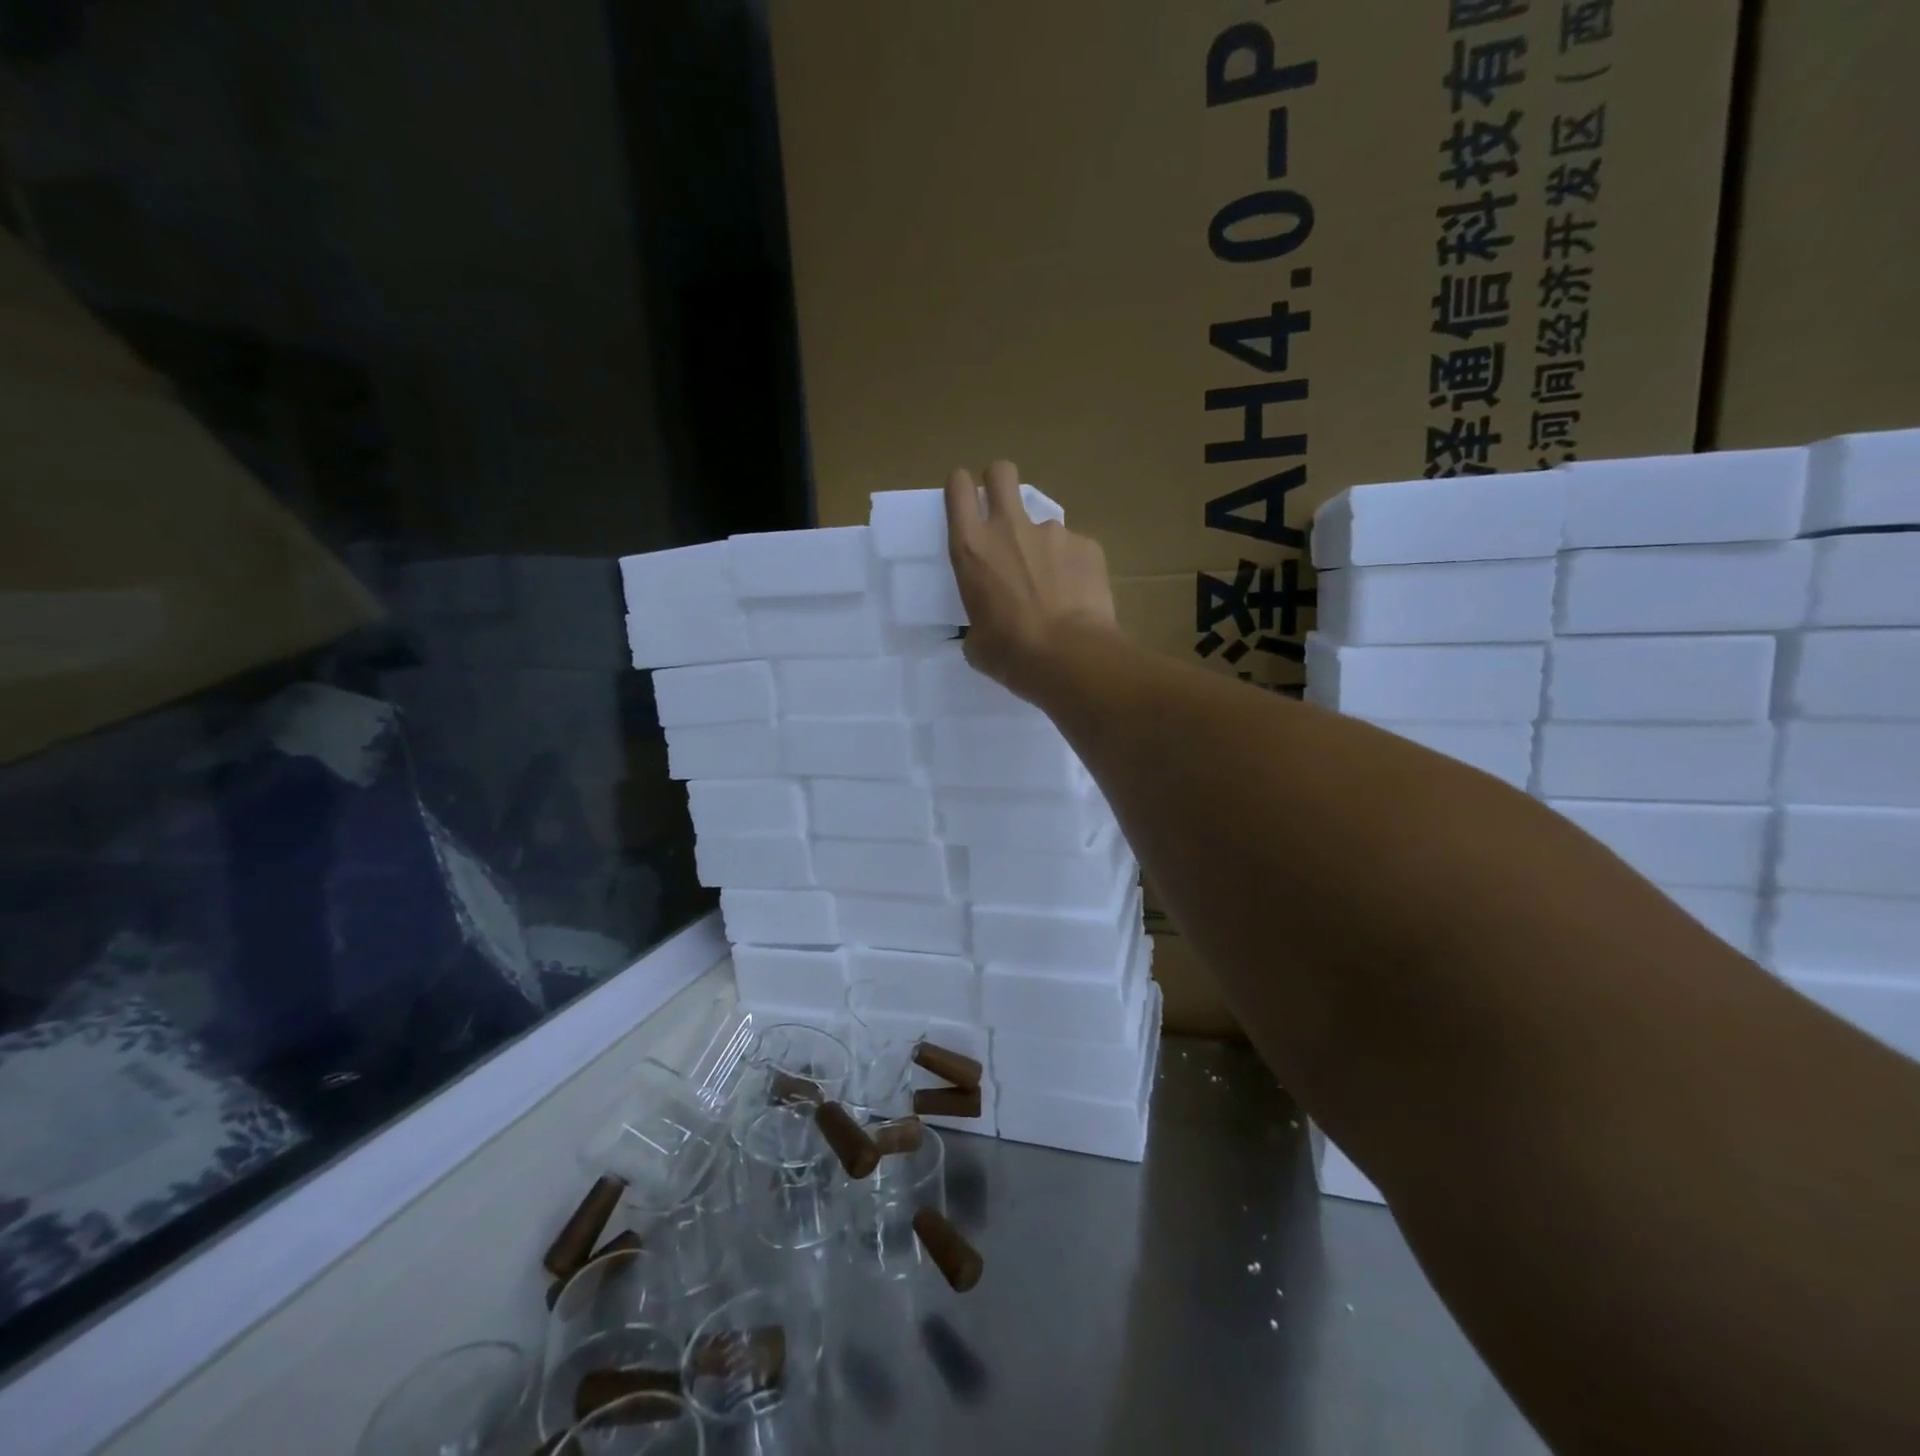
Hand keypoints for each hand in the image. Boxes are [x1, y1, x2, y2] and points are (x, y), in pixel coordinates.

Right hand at [944, 461, 1117, 700]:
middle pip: (1001, 472)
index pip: (959, 489)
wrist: (1071, 657)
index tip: (967, 500)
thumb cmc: (1012, 654)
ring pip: (1043, 524)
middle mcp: (1010, 528)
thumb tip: (987, 627)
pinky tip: (1078, 598)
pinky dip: (1074, 568)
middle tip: (1003, 512)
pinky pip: (1075, 550)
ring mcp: (1053, 532)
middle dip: (998, 482)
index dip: (962, 487)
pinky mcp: (1088, 545)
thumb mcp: (977, 642)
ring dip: (1043, 547)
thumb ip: (978, 620)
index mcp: (972, 549)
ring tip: (1053, 587)